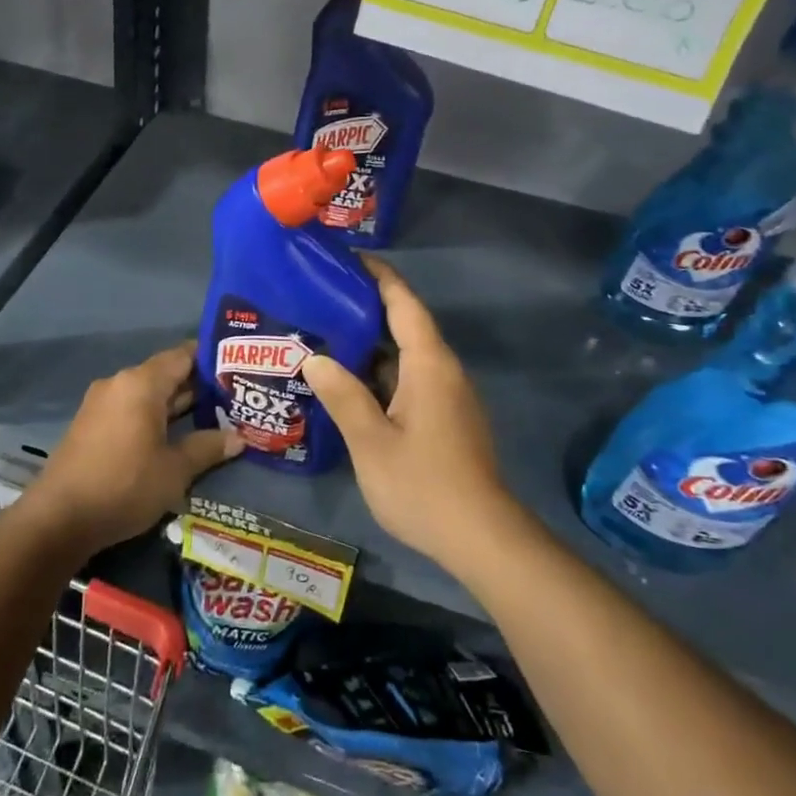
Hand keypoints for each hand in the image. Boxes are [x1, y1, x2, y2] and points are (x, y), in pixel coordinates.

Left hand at [32, 342, 239, 551]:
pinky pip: (131, 409)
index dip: (212, 359)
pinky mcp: (91, 425)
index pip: (183, 355)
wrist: (58, 518)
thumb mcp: (175, 470)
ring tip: (212, 417)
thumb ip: (207, 448)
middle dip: (199, 386)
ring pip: (148, 394)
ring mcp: (101, 403)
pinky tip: (175, 436)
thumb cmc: (124, 485)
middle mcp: (120, 383)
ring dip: (177, 404)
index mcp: (141, 383)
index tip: (239, 368)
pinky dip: (154, 417)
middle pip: (166, 374)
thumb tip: (238, 438)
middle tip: (235, 397)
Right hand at [302, 258, 521, 572]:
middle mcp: (443, 371)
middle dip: (368, 307)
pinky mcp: (446, 418)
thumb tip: (314, 358)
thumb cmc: (423, 484)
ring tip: (327, 334)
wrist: (481, 538)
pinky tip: (351, 382)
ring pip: (407, 355)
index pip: (405, 303)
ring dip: (372, 343)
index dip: (379, 276)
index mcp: (429, 365)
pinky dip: (381, 371)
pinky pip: (410, 379)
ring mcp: (448, 396)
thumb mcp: (371, 441)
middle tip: (321, 297)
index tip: (349, 257)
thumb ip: (343, 396)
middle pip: (406, 325)